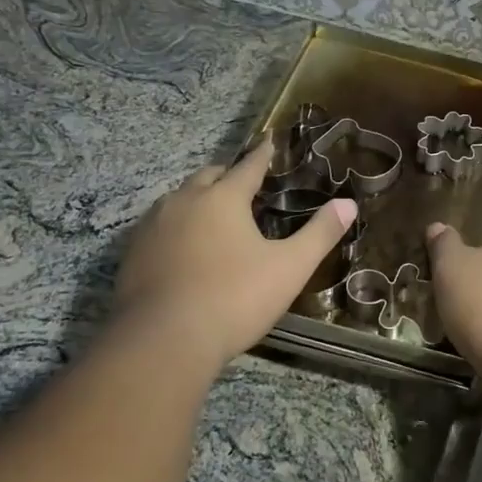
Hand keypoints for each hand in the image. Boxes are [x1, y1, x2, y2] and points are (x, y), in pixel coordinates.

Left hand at [114, 138, 354, 366]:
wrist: (164, 339)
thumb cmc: (234, 298)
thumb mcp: (289, 268)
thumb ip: (320, 234)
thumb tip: (348, 203)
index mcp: (223, 199)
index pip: (248, 167)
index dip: (262, 155)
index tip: (268, 142)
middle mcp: (184, 202)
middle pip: (208, 177)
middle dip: (227, 176)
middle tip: (242, 183)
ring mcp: (153, 227)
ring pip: (178, 199)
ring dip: (197, 199)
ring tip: (212, 213)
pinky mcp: (132, 253)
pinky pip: (157, 227)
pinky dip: (175, 227)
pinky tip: (181, 247)